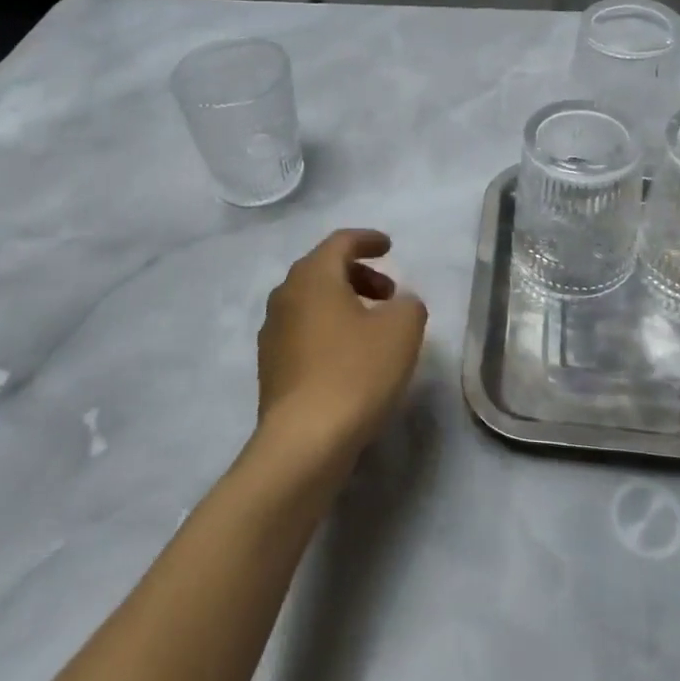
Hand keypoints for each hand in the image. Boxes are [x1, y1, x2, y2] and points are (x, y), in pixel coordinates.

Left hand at [256, 229, 427, 464]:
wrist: (304, 440)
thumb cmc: (355, 372)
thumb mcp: (401, 331)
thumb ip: (408, 304)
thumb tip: (400, 303)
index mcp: (313, 276)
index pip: (341, 242)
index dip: (368, 240)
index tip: (389, 247)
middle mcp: (285, 295)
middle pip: (323, 269)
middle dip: (359, 274)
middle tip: (389, 293)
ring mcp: (273, 331)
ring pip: (312, 301)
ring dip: (343, 303)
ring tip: (373, 326)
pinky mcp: (271, 365)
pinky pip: (303, 330)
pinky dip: (328, 329)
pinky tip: (349, 356)